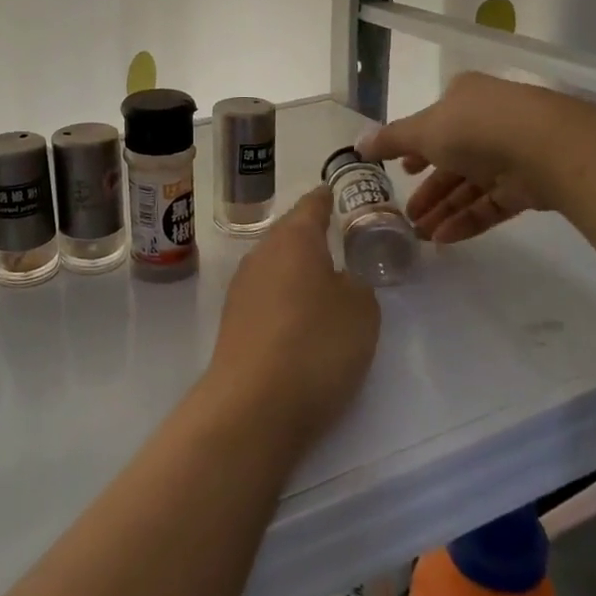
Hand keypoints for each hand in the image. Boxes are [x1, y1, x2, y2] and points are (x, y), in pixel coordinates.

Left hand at [208, 186, 379, 447]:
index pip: (312, 206)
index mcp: (293, 239)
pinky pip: (266, 294)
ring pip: (276, 264)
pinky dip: (285, 297)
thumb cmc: (316, 345)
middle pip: (290, 234)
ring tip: (325, 280)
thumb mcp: (361, 311)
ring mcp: (242, 287)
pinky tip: (300, 317)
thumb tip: (341, 280)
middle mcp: (261, 254)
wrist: (253, 404)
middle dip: (312, 235)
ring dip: (297, 268)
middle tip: (340, 240)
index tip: (335, 191)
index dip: (327, 198)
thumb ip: (357, 285)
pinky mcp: (234, 320)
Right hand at [358, 73, 556, 243]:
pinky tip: (444, 239)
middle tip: (405, 214)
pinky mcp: (530, 184)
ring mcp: (512, 153)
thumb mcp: (422, 131)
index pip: (434, 123)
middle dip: (427, 189)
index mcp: (464, 98)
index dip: (415, 148)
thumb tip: (358, 145)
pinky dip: (467, 220)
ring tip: (419, 236)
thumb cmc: (475, 128)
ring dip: (443, 209)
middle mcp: (488, 122)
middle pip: (451, 159)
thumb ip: (390, 140)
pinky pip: (491, 204)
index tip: (401, 171)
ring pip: (471, 185)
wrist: (547, 148)